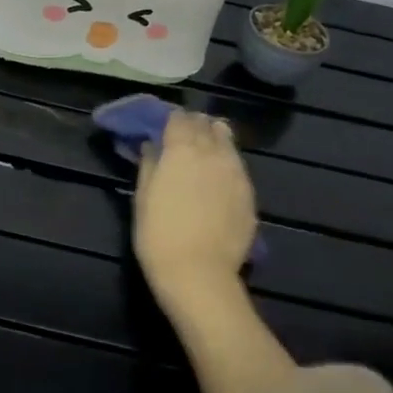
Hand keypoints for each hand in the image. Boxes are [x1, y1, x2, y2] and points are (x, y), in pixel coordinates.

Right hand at [133, 111, 256, 319]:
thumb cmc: (158, 235)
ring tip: (206, 150)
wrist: (199, 274)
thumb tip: (150, 146)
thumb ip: (149, 165)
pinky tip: (219, 178)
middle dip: (194, 125)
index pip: (179, 118)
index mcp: (181, 150)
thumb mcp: (142, 198)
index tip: (164, 127)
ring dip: (215, 139)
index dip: (171, 120)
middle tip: (184, 135)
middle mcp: (212, 153)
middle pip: (206, 125)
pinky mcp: (249, 193)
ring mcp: (235, 172)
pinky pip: (238, 167)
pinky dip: (227, 163)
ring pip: (227, 142)